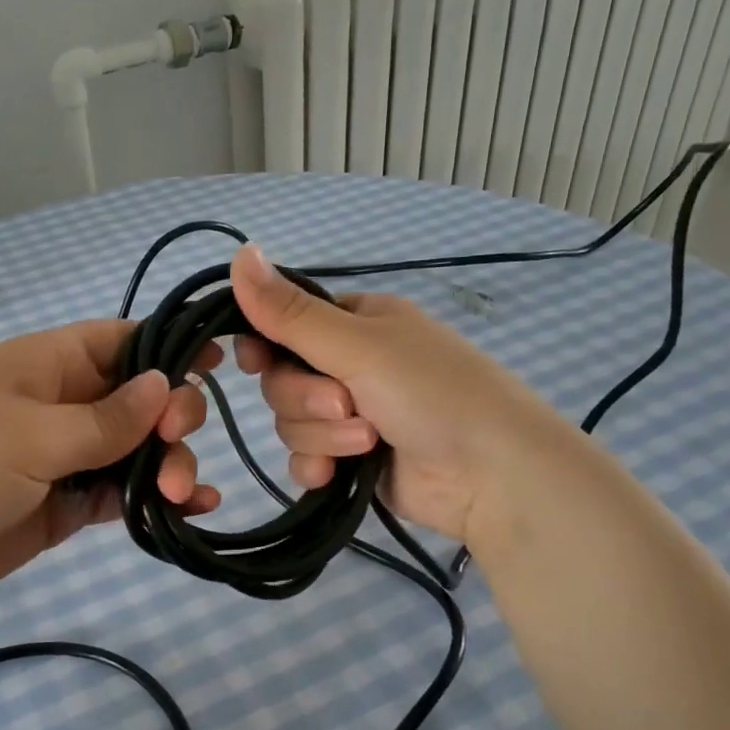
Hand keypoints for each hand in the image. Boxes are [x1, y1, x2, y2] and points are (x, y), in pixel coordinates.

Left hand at [0, 321, 220, 619]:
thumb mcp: (30, 435)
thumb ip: (105, 418)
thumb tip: (164, 384)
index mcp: (48, 365)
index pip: (121, 341)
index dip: (169, 347)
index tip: (217, 362)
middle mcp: (64, 404)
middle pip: (140, 398)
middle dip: (172, 417)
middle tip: (174, 443)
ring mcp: (67, 456)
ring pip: (138, 450)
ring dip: (170, 465)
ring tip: (181, 494)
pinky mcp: (68, 504)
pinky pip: (123, 493)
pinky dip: (156, 499)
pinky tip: (193, 509)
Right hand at [227, 243, 576, 542]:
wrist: (491, 474)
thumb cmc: (432, 391)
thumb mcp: (359, 344)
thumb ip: (291, 312)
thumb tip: (238, 253)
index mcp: (355, 323)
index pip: (284, 324)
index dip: (264, 345)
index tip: (256, 360)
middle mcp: (349, 364)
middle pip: (281, 378)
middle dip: (306, 399)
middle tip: (346, 405)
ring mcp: (350, 414)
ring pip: (290, 421)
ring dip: (321, 435)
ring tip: (367, 441)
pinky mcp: (350, 459)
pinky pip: (303, 458)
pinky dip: (316, 466)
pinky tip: (335, 476)